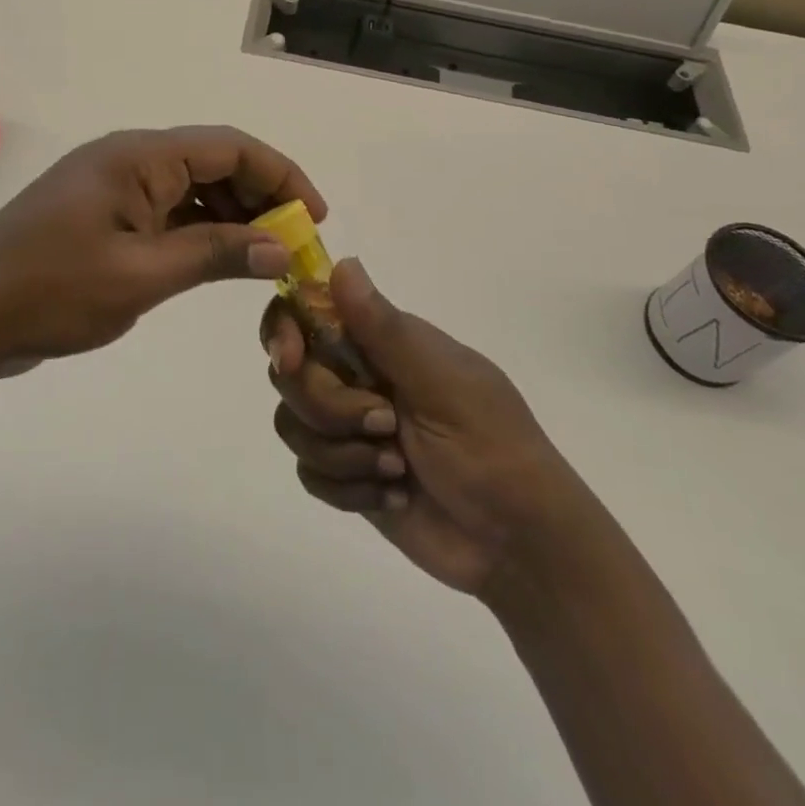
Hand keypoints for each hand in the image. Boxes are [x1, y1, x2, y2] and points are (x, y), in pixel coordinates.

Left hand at [0, 126, 320, 375]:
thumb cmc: (48, 290)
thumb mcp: (141, 275)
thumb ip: (215, 254)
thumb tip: (282, 248)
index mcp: (140, 157)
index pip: (231, 148)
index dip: (283, 176)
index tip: (316, 219)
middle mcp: (131, 161)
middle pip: (216, 164)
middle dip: (262, 200)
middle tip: (294, 250)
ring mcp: (115, 189)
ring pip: (194, 191)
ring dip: (234, 219)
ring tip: (267, 261)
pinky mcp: (105, 218)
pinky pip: (168, 214)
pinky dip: (201, 233)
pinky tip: (222, 263)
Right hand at [263, 259, 580, 597]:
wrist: (519, 543)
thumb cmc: (492, 447)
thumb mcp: (443, 384)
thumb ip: (385, 329)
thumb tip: (342, 262)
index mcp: (382, 341)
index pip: (308, 311)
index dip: (286, 329)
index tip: (291, 359)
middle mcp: (357, 375)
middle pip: (292, 374)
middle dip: (329, 407)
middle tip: (385, 425)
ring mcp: (349, 427)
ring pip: (293, 424)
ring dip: (343, 453)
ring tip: (397, 470)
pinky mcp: (346, 475)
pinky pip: (308, 472)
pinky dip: (349, 489)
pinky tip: (394, 496)